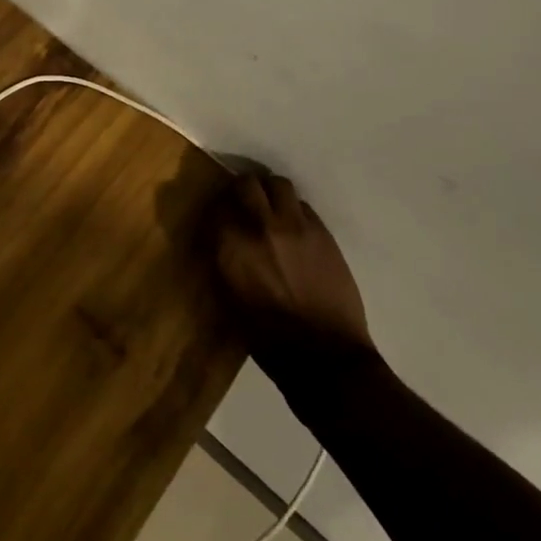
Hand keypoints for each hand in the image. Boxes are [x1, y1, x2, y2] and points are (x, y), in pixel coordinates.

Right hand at [210, 164, 372, 371]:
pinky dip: (294, 211)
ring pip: (279, 184)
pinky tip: (294, 229)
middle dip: (243, 189)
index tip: (218, 216)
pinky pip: (303, 205)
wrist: (324, 357)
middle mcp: (260, 225)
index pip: (216, 204)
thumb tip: (219, 237)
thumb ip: (223, 258)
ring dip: (271, 193)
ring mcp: (294, 225)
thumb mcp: (229, 298)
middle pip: (247, 183)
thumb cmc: (267, 338)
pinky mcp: (322, 232)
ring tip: (271, 209)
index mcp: (231, 245)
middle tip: (243, 202)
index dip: (217, 208)